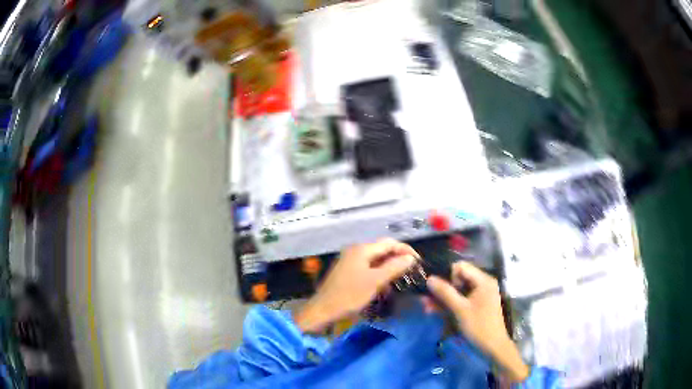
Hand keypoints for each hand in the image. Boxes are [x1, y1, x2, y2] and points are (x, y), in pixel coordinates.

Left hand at [295, 239, 418, 332]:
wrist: (323, 310)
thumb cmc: (349, 295)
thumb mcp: (375, 282)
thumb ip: (394, 267)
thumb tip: (410, 258)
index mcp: (362, 250)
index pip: (389, 243)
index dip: (405, 250)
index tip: (418, 262)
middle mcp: (356, 251)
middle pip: (382, 250)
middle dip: (398, 259)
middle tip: (412, 271)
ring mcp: (350, 261)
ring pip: (376, 260)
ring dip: (389, 268)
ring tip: (402, 279)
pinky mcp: (348, 272)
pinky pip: (368, 268)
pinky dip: (379, 275)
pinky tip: (385, 286)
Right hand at [426, 262, 528, 382]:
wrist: (493, 347)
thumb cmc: (479, 327)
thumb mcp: (460, 310)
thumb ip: (445, 293)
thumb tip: (429, 278)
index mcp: (483, 280)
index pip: (461, 267)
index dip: (448, 276)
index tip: (441, 291)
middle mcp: (482, 284)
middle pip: (458, 279)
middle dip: (442, 289)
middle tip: (426, 300)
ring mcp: (480, 295)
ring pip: (457, 291)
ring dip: (443, 298)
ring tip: (426, 307)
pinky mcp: (477, 305)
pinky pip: (461, 300)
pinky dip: (450, 305)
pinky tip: (435, 311)